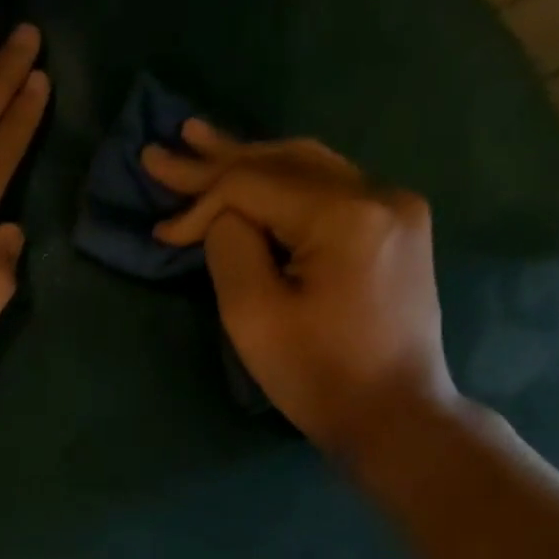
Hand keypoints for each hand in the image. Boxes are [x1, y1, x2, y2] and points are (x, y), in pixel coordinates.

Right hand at [142, 122, 457, 458]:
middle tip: (169, 144)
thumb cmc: (318, 376)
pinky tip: (256, 173)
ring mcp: (397, 208)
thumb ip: (230, 248)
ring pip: (309, 167)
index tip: (160, 232)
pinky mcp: (397, 228)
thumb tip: (224, 216)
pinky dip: (284, 184)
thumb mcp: (254, 316)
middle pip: (284, 161)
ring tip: (202, 142)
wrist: (395, 415)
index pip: (254, 185)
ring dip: (252, 160)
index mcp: (346, 216)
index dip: (200, 201)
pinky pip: (331, 189)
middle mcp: (380, 194)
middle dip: (220, 158)